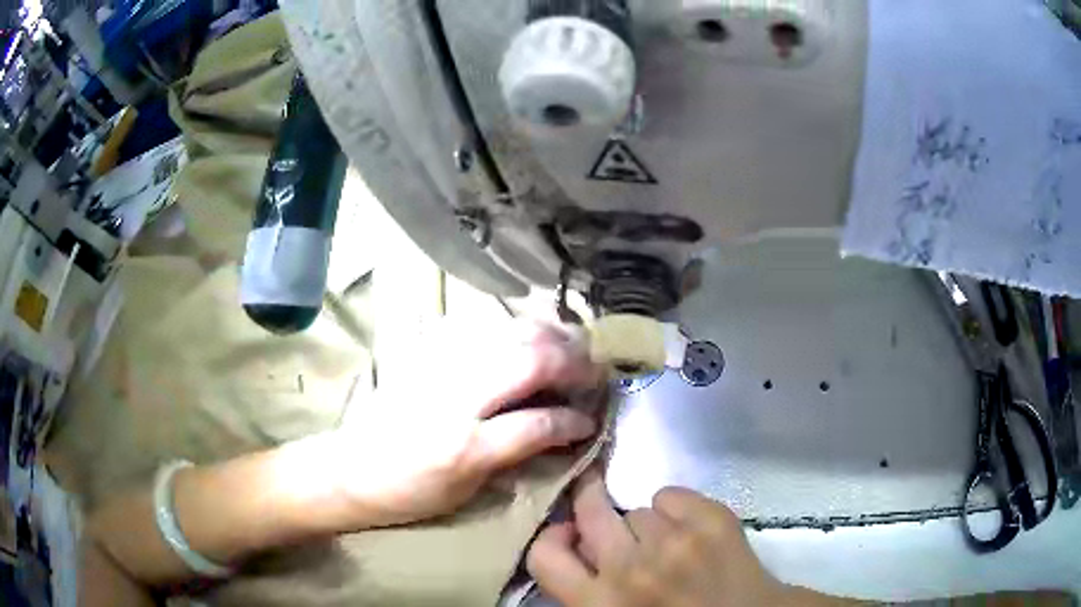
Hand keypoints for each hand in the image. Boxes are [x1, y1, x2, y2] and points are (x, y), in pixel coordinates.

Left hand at [328, 322, 604, 528]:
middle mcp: (455, 398)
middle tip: (595, 369)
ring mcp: (439, 367)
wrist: (351, 469)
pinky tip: (530, 330)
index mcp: (465, 448)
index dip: (573, 420)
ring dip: (549, 334)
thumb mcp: (466, 493)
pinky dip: (513, 324)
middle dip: (572, 361)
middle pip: (528, 361)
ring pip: (507, 332)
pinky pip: (479, 324)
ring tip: (574, 343)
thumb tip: (557, 433)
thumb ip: (514, 458)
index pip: (537, 423)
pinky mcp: (426, 351)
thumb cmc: (409, 493)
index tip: (590, 421)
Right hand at [527, 472, 790, 606]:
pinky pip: (671, 494)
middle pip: (589, 508)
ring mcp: (673, 540)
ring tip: (669, 544)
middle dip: (593, 506)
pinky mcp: (712, 518)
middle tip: (609, 517)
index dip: (552, 538)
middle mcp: (629, 568)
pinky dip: (678, 510)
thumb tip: (579, 544)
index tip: (569, 535)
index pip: (543, 555)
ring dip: (647, 524)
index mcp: (599, 603)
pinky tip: (693, 532)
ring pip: (637, 508)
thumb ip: (589, 588)